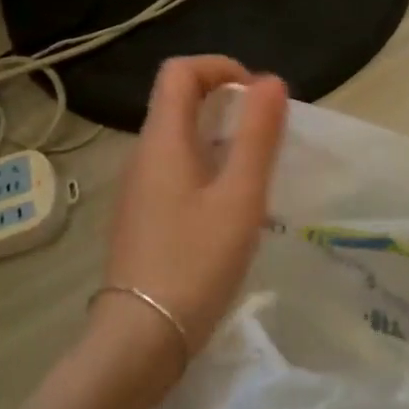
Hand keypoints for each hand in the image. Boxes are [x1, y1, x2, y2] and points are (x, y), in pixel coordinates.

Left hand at [100, 56, 287, 360]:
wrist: (140, 340)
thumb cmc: (196, 262)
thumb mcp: (240, 197)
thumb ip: (258, 136)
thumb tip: (270, 81)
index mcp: (162, 141)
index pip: (180, 72)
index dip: (221, 68)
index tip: (259, 97)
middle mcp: (143, 156)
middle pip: (179, 101)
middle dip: (227, 102)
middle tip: (267, 134)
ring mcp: (138, 189)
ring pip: (179, 139)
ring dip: (220, 136)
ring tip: (257, 170)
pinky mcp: (143, 217)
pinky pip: (176, 170)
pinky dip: (207, 166)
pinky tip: (231, 206)